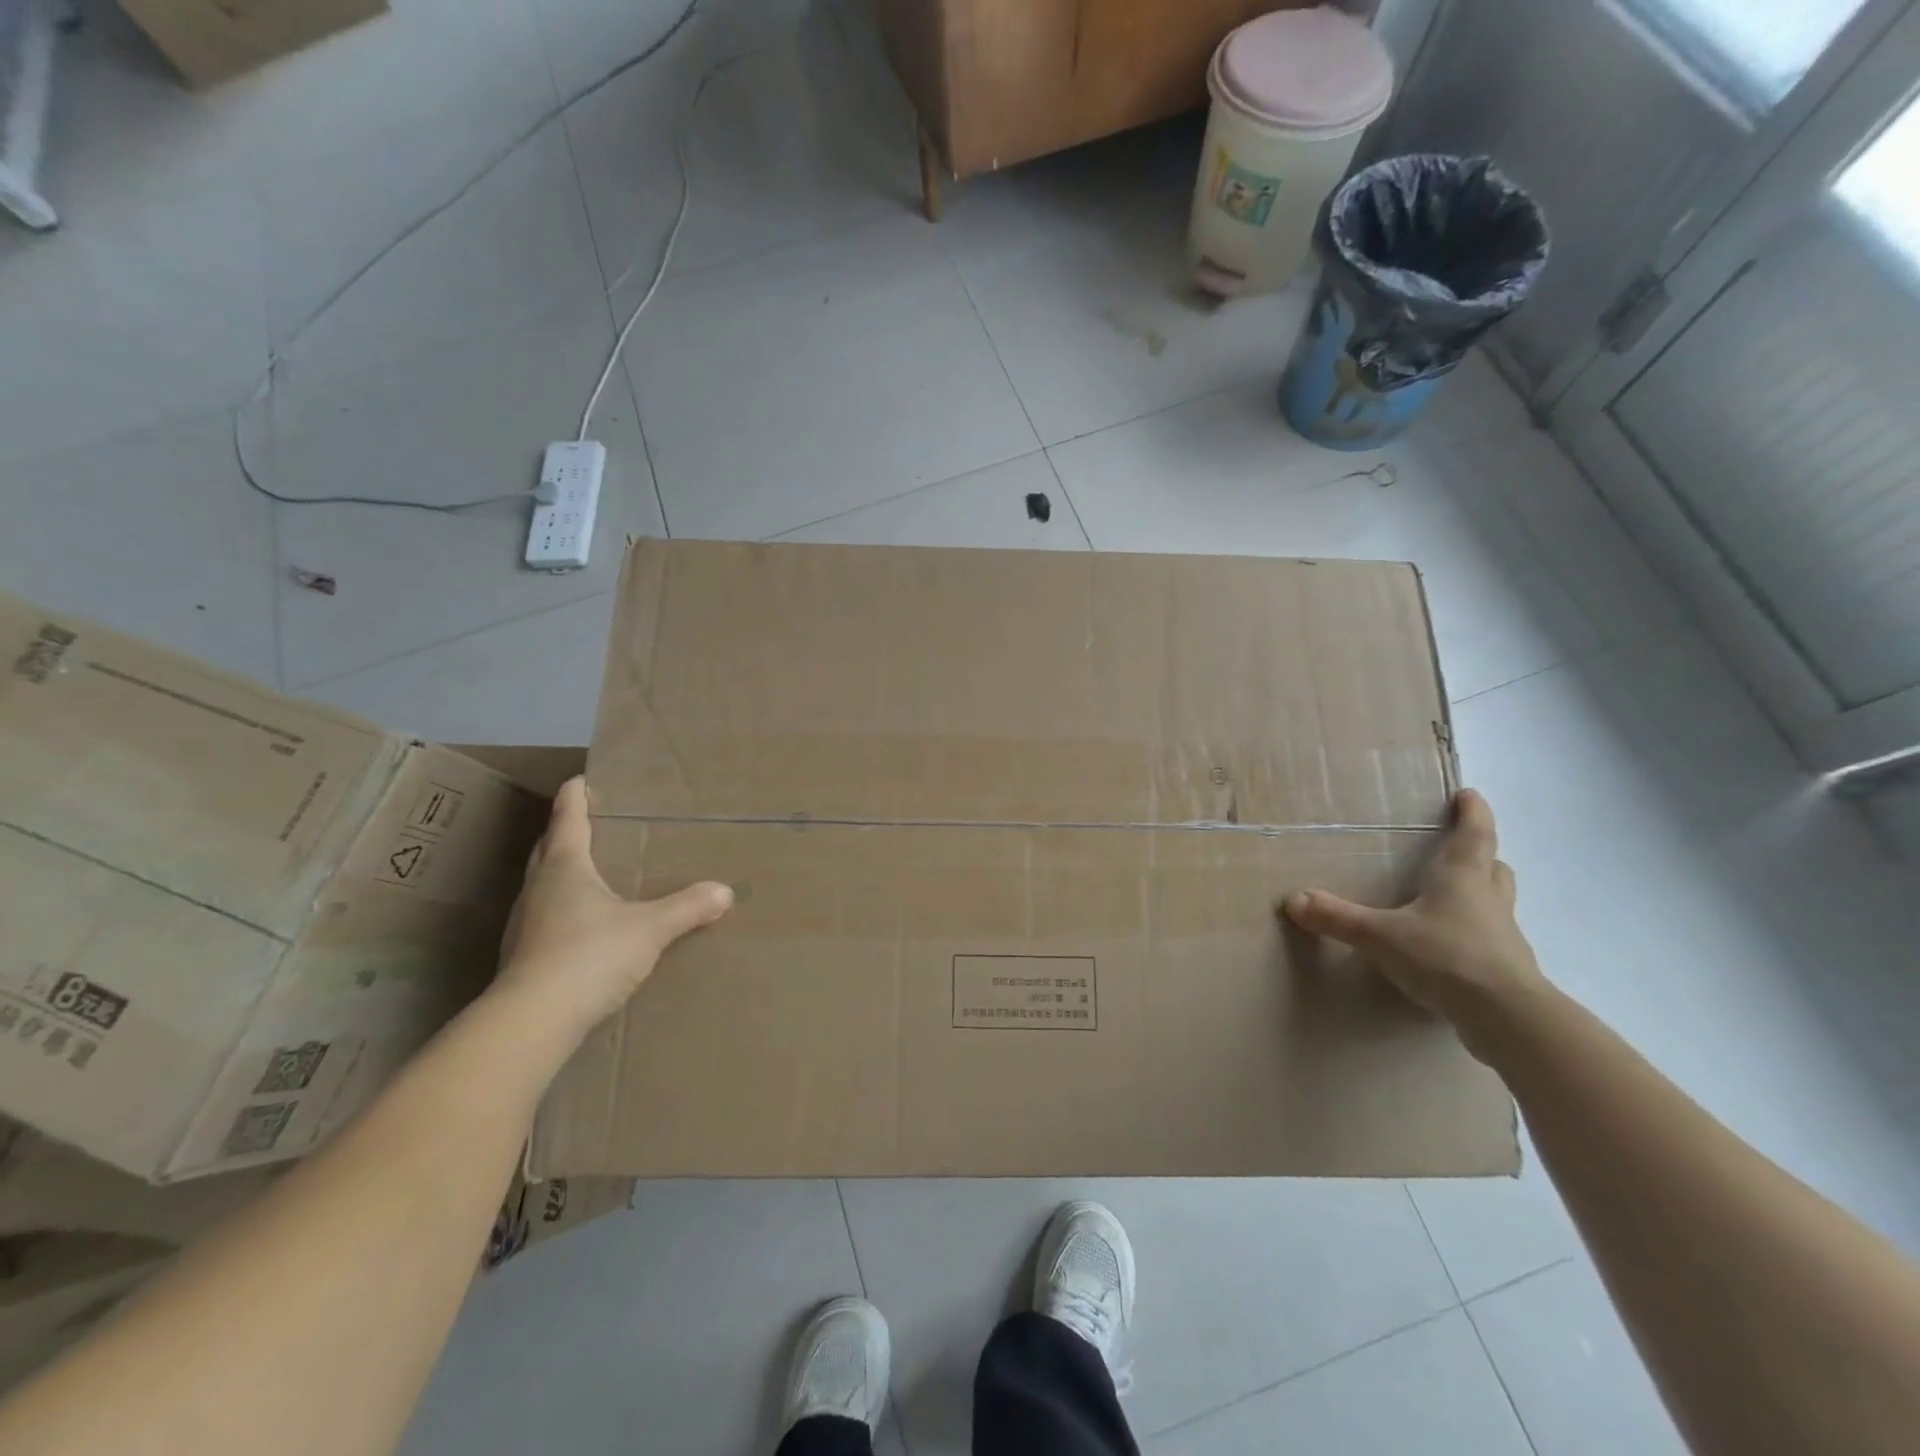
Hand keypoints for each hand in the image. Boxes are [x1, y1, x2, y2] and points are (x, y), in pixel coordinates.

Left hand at [493, 777, 731, 1040]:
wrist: (532, 1021)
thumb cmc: (590, 955)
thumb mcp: (650, 929)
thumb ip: (687, 908)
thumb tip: (726, 891)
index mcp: (565, 867)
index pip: (568, 818)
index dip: (575, 796)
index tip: (581, 779)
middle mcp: (538, 887)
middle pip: (548, 848)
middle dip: (566, 832)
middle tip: (592, 824)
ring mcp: (525, 923)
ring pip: (543, 884)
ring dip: (562, 873)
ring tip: (592, 874)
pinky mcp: (523, 955)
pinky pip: (545, 917)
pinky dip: (563, 909)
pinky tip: (584, 926)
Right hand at [1283, 789, 1546, 1060]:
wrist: (1507, 1018)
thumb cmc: (1446, 957)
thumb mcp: (1380, 936)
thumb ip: (1338, 917)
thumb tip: (1293, 899)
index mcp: (1462, 879)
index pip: (1473, 834)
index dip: (1472, 813)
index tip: (1469, 795)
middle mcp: (1488, 901)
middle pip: (1493, 868)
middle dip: (1480, 855)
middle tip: (1461, 850)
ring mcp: (1504, 938)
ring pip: (1496, 905)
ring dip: (1481, 896)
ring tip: (1453, 900)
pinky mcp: (1507, 972)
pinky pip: (1492, 942)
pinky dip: (1476, 937)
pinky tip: (1452, 951)